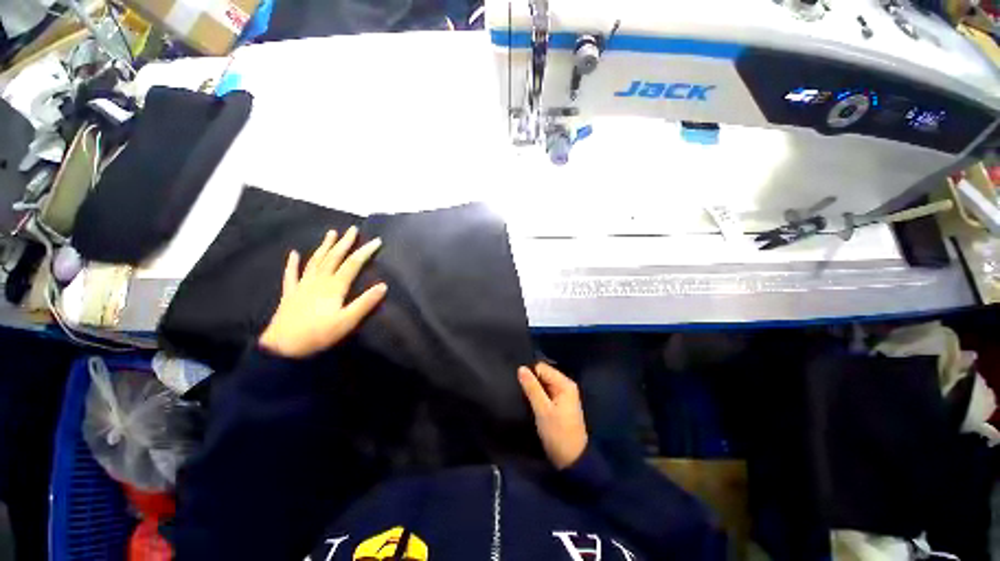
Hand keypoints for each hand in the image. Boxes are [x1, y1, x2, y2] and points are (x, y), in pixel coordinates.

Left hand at [259, 226, 386, 358]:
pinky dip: (293, 263)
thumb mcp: (347, 321)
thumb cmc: (318, 335)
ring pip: (315, 261)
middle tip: (352, 229)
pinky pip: (291, 274)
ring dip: (324, 246)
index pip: (353, 264)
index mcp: (334, 286)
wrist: (282, 348)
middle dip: (344, 242)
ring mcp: (302, 286)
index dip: (365, 251)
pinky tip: (293, 254)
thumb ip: (365, 303)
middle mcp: (318, 281)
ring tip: (331, 233)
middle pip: (333, 257)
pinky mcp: (290, 294)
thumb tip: (383, 285)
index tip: (376, 241)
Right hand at [518, 363, 587, 469]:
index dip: (530, 374)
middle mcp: (565, 385)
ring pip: (543, 384)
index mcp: (565, 384)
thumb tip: (521, 368)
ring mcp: (563, 395)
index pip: (542, 368)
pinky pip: (545, 393)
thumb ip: (532, 388)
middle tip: (520, 392)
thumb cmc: (558, 433)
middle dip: (531, 381)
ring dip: (534, 389)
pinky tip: (530, 403)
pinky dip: (538, 396)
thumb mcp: (542, 410)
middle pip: (543, 374)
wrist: (572, 461)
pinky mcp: (559, 404)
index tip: (520, 385)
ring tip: (523, 398)